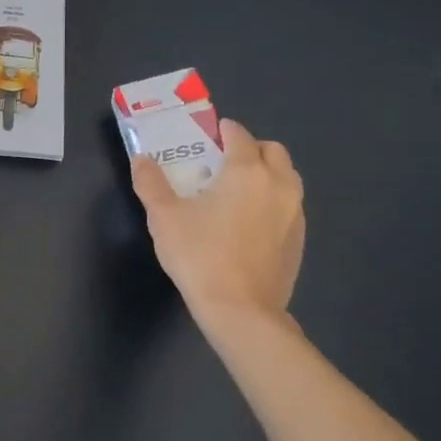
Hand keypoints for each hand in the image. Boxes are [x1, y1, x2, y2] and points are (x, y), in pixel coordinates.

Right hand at [130, 117, 305, 337]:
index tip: (205, 137)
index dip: (221, 131)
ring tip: (236, 192)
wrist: (240, 310)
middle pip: (272, 151)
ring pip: (286, 177)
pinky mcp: (299, 239)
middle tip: (222, 164)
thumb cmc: (199, 255)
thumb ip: (150, 183)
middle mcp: (278, 184)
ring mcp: (294, 212)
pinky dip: (273, 201)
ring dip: (266, 174)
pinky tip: (249, 223)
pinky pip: (289, 205)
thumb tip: (141, 160)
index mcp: (246, 171)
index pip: (239, 134)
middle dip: (249, 149)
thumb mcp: (163, 217)